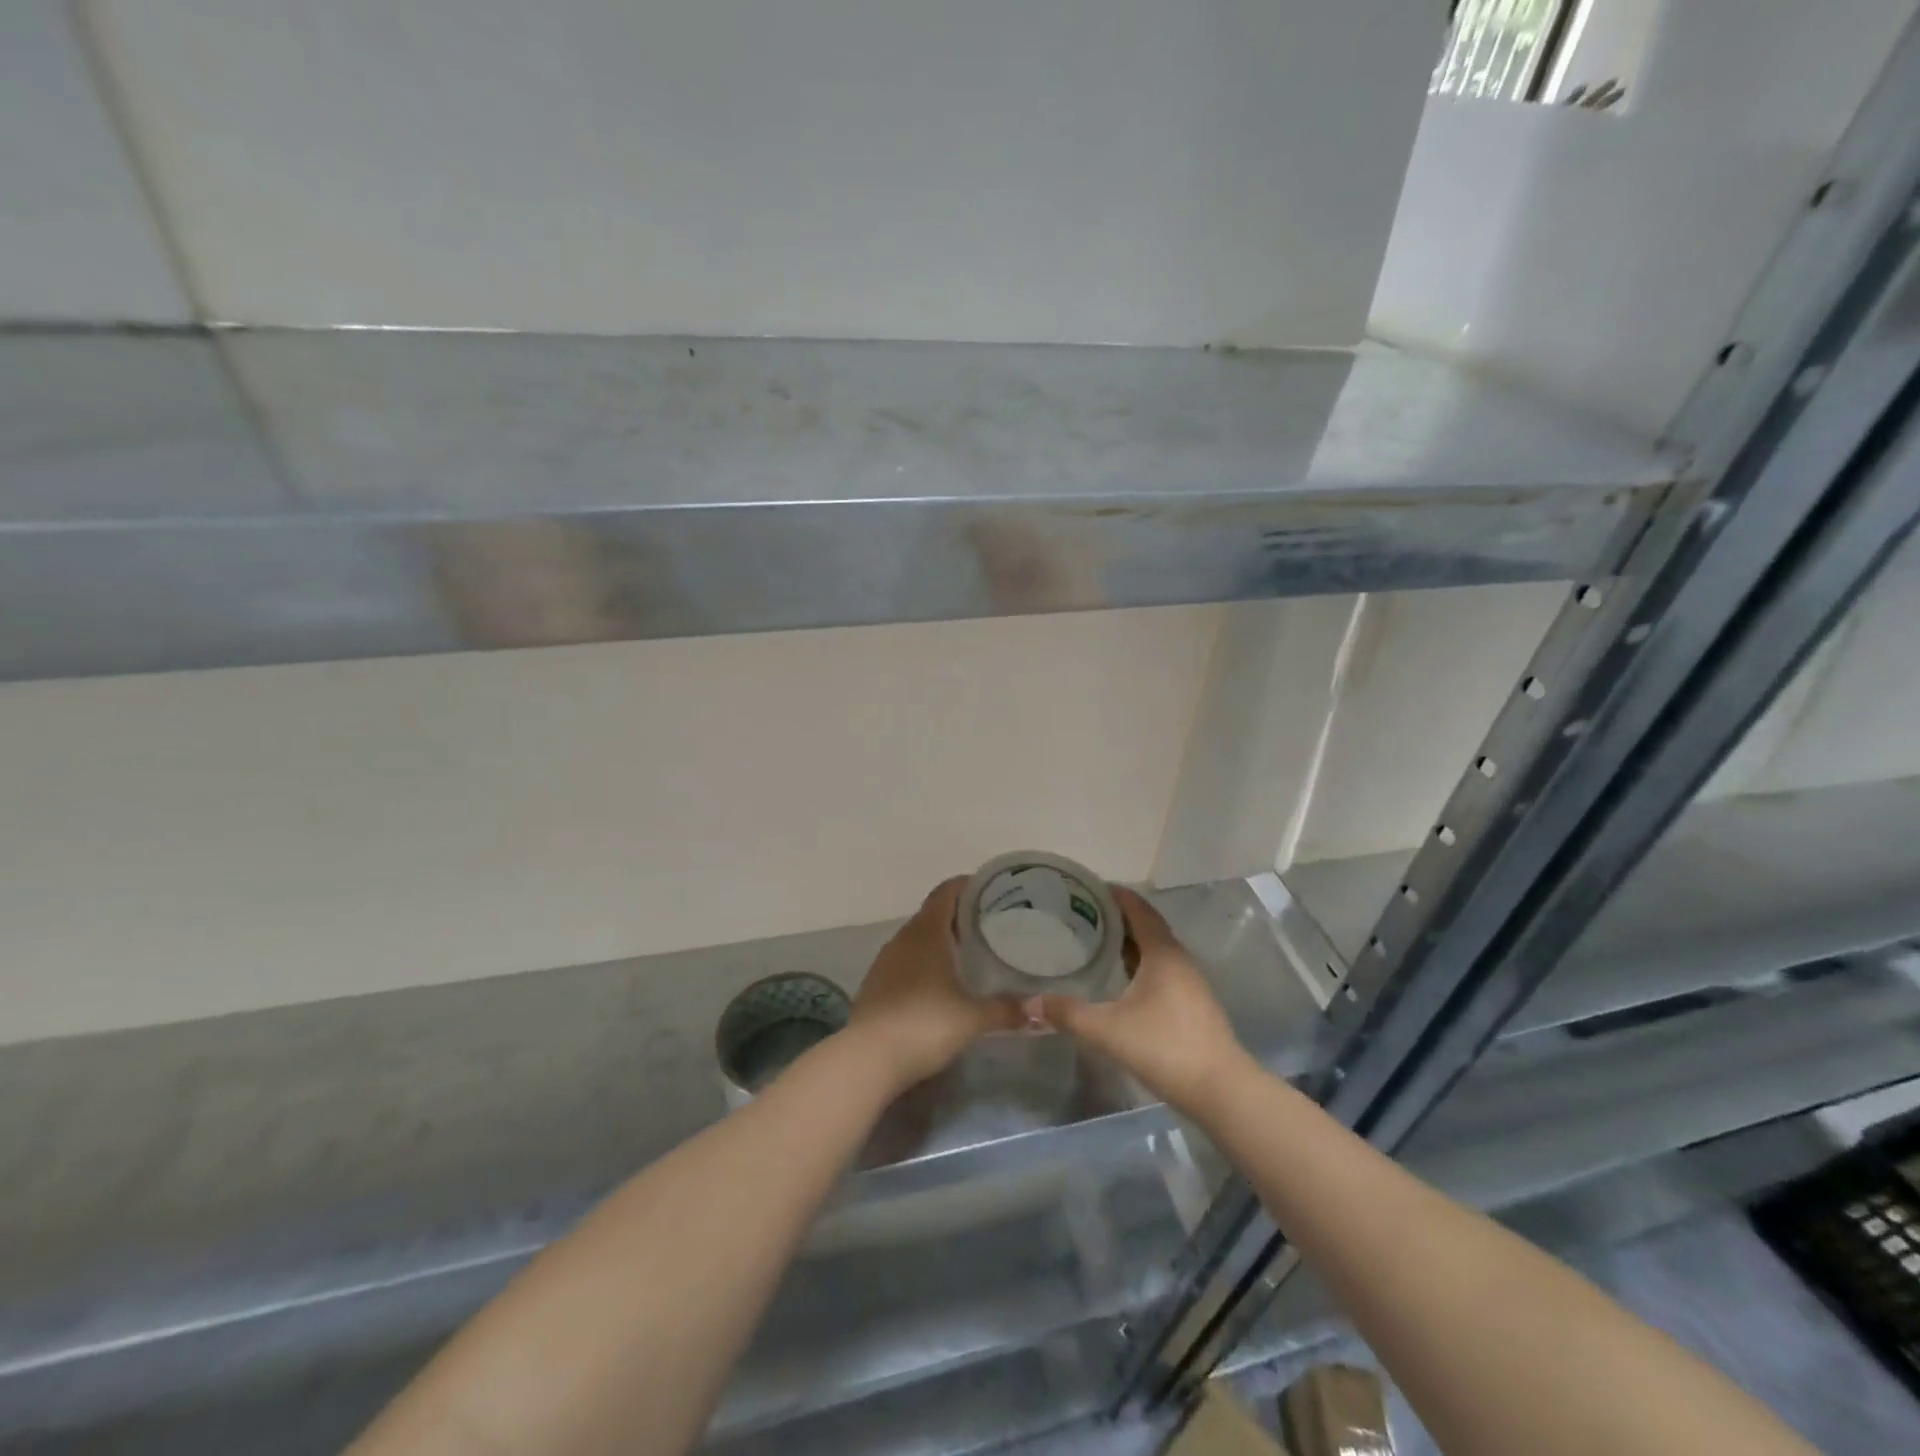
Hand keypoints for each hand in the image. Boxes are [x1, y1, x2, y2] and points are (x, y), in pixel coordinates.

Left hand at [850, 878, 1023, 1090]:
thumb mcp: (974, 1018)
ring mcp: (885, 961)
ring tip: (968, 953)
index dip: (967, 886)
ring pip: (917, 939)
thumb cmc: (926, 1024)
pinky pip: (905, 962)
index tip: (991, 891)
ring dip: (940, 941)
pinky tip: (939, 984)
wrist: (869, 1059)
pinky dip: (923, 963)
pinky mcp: (875, 984)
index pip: (946, 891)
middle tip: (989, 926)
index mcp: (927, 932)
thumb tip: (1039, 1011)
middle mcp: (903, 938)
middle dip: (959, 916)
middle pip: (933, 914)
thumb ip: (1007, 1009)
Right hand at [1035, 887, 1250, 1114]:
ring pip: (1154, 949)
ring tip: (1094, 941)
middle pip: (1146, 925)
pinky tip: (1119, 978)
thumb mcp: (1108, 1030)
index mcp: (1162, 953)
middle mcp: (1179, 959)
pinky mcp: (1192, 1003)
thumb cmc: (1164, 1047)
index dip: (1114, 894)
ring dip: (1128, 941)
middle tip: (1080, 914)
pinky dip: (1138, 962)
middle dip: (1116, 916)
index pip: (1138, 908)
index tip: (1086, 887)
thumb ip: (1068, 1014)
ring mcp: (1189, 982)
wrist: (1220, 1090)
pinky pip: (1160, 969)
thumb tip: (1032, 1002)